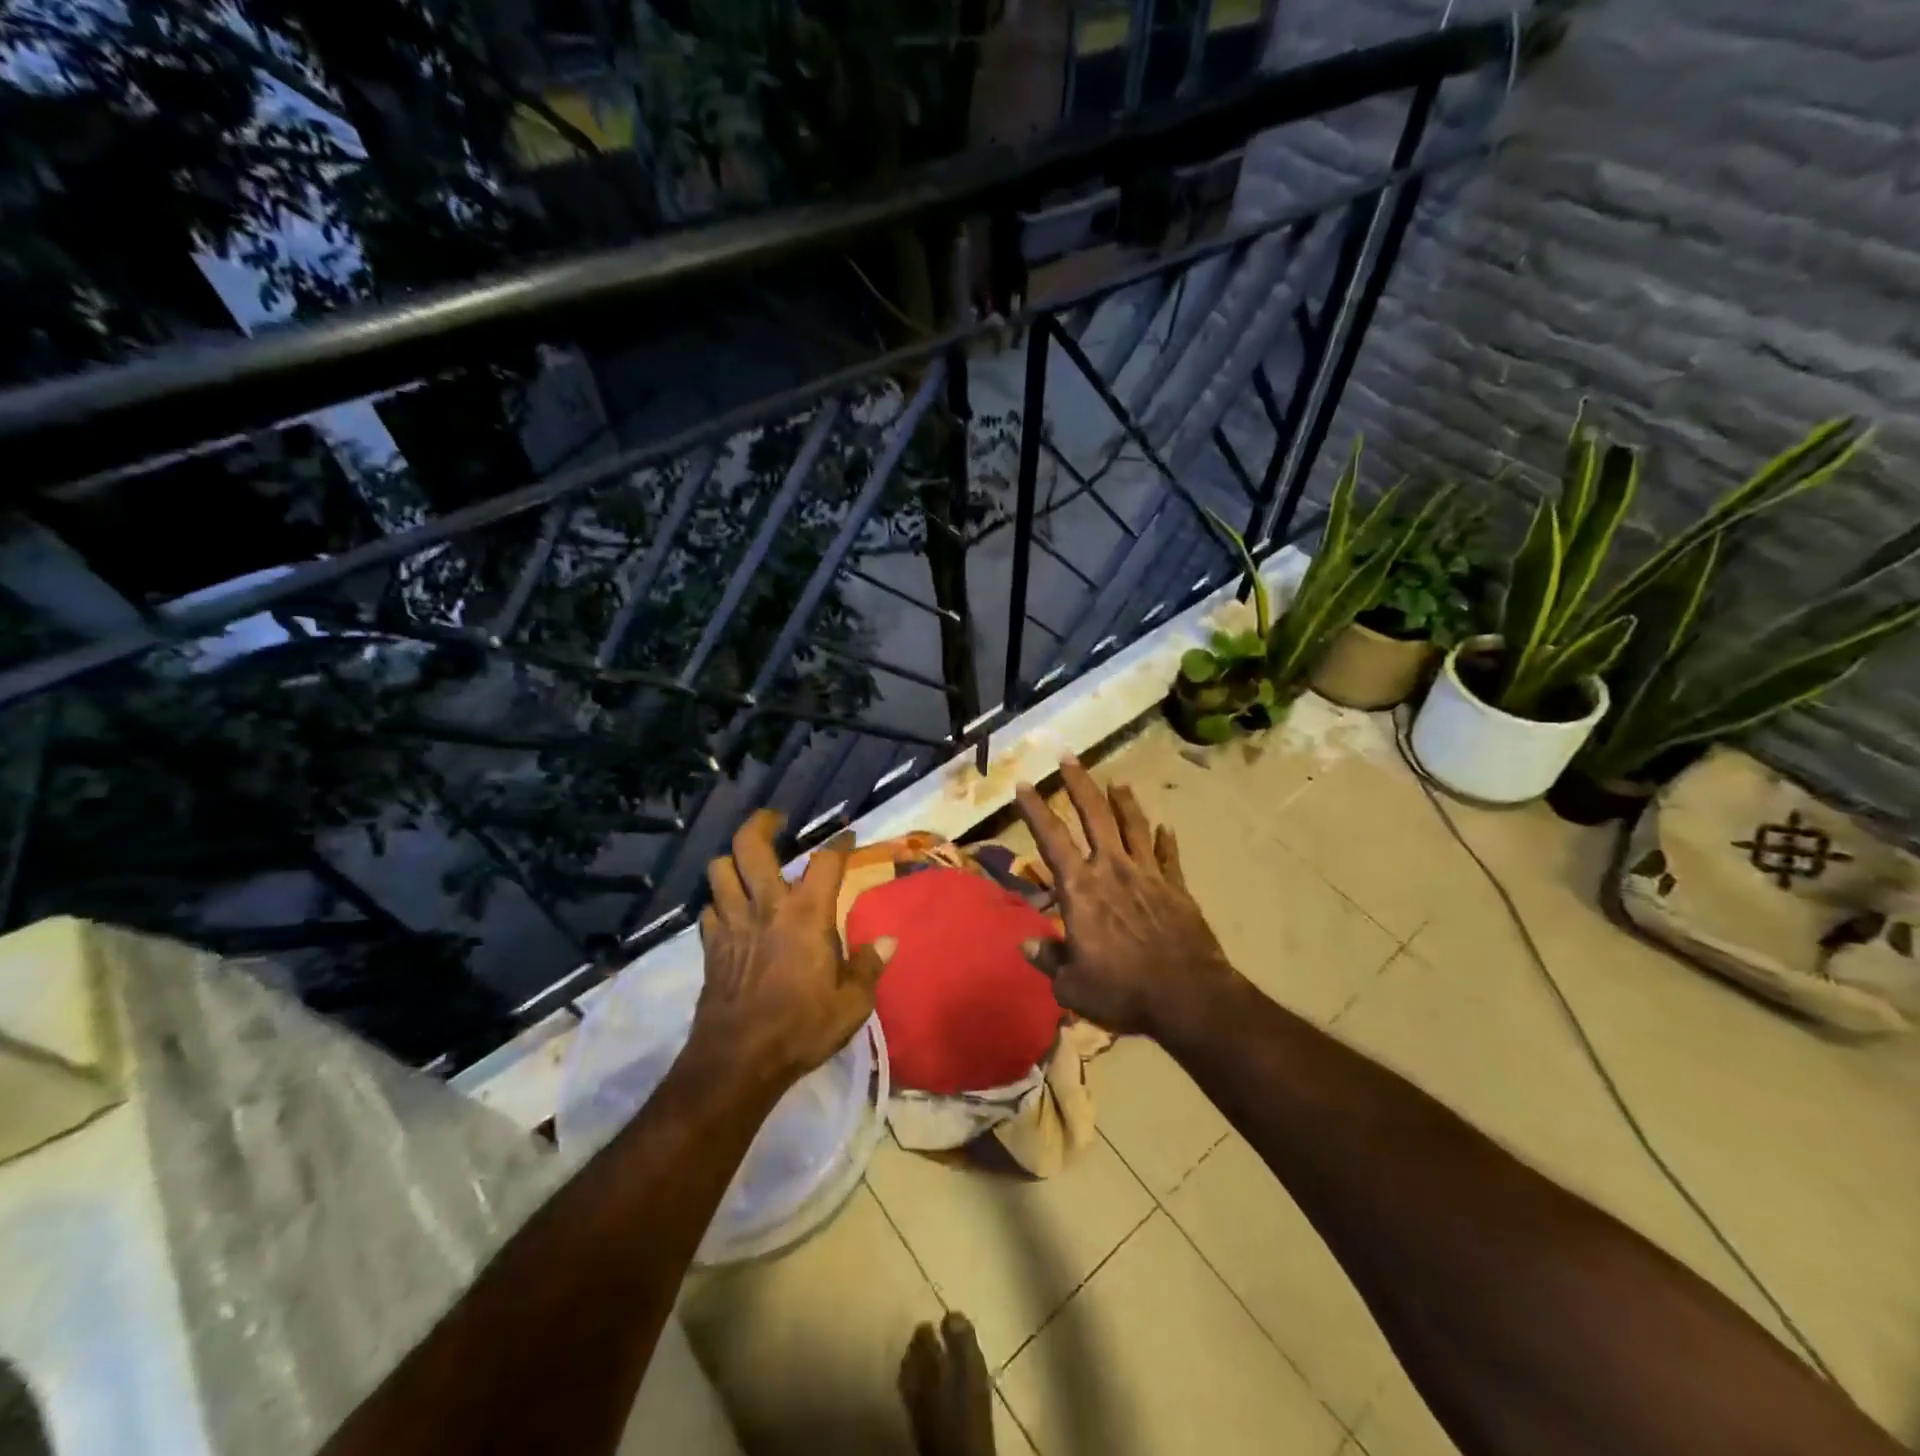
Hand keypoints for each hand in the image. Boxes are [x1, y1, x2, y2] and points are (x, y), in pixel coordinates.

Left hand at [689, 811, 893, 1094]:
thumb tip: (888, 941)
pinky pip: (707, 909)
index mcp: (807, 914)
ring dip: (732, 862)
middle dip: (762, 823)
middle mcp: (766, 906)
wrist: (739, 1060)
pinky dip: (719, 903)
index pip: (825, 861)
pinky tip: (731, 913)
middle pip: (750, 846)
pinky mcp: (710, 946)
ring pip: (718, 870)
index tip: (848, 836)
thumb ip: (870, 966)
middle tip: (776, 819)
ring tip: (748, 866)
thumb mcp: (852, 1003)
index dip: (839, 843)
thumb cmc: (802, 1027)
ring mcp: (732, 923)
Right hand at [1014, 757, 1237, 1036]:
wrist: (1187, 997)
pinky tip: (1165, 827)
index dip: (1036, 810)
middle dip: (1079, 784)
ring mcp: (1148, 875)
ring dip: (1123, 802)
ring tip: (1117, 780)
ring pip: (1133, 826)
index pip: (1052, 839)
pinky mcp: (1176, 889)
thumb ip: (1048, 960)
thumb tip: (1026, 945)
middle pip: (1094, 816)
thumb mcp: (1071, 986)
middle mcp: (1112, 870)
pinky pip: (1168, 856)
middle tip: (1069, 757)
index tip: (1025, 784)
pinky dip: (1165, 840)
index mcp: (1081, 889)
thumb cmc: (1121, 990)